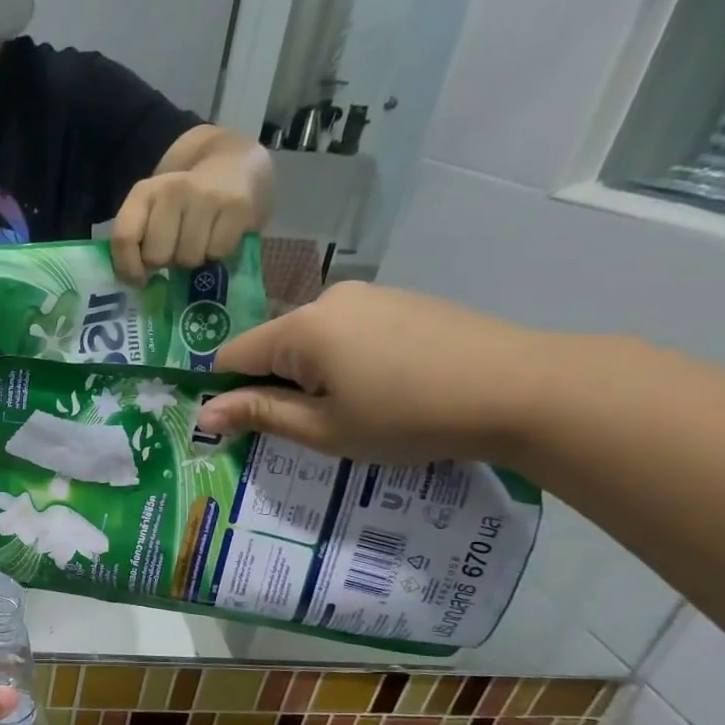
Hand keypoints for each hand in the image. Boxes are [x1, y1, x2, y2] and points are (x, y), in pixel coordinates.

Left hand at [110, 152, 268, 280]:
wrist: (232, 160)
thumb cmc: (184, 197)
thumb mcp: (152, 208)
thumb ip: (137, 238)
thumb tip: (136, 281)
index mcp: (144, 192)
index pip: (124, 238)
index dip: (128, 267)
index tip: (140, 278)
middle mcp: (173, 190)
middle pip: (157, 256)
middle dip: (166, 260)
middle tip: (176, 247)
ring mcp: (207, 197)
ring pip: (188, 258)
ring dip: (193, 259)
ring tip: (200, 241)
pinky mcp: (238, 207)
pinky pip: (218, 253)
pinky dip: (218, 253)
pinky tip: (219, 236)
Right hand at [197, 281, 557, 463]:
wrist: (522, 389)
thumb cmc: (407, 417)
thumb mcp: (323, 429)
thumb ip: (259, 415)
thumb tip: (202, 413)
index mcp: (301, 328)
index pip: (232, 356)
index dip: (227, 393)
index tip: (244, 427)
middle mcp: (328, 300)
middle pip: (273, 345)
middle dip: (275, 384)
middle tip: (308, 427)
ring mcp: (370, 296)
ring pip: (311, 339)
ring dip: (312, 374)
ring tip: (352, 410)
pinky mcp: (401, 301)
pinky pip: (348, 331)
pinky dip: (345, 360)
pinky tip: (383, 387)